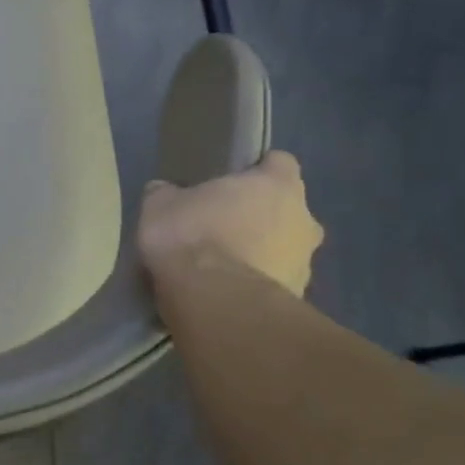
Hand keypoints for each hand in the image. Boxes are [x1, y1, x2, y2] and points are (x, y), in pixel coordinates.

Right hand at [136, 150, 322, 297]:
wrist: (215, 302)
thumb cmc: (192, 237)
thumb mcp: (159, 205)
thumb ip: (168, 194)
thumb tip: (166, 191)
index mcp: (277, 185)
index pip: (279, 163)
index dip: (257, 169)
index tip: (231, 180)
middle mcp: (303, 219)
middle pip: (286, 209)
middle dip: (259, 216)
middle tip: (220, 226)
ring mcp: (305, 262)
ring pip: (283, 249)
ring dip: (258, 253)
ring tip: (218, 266)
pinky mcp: (297, 298)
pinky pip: (273, 283)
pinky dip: (253, 284)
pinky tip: (223, 292)